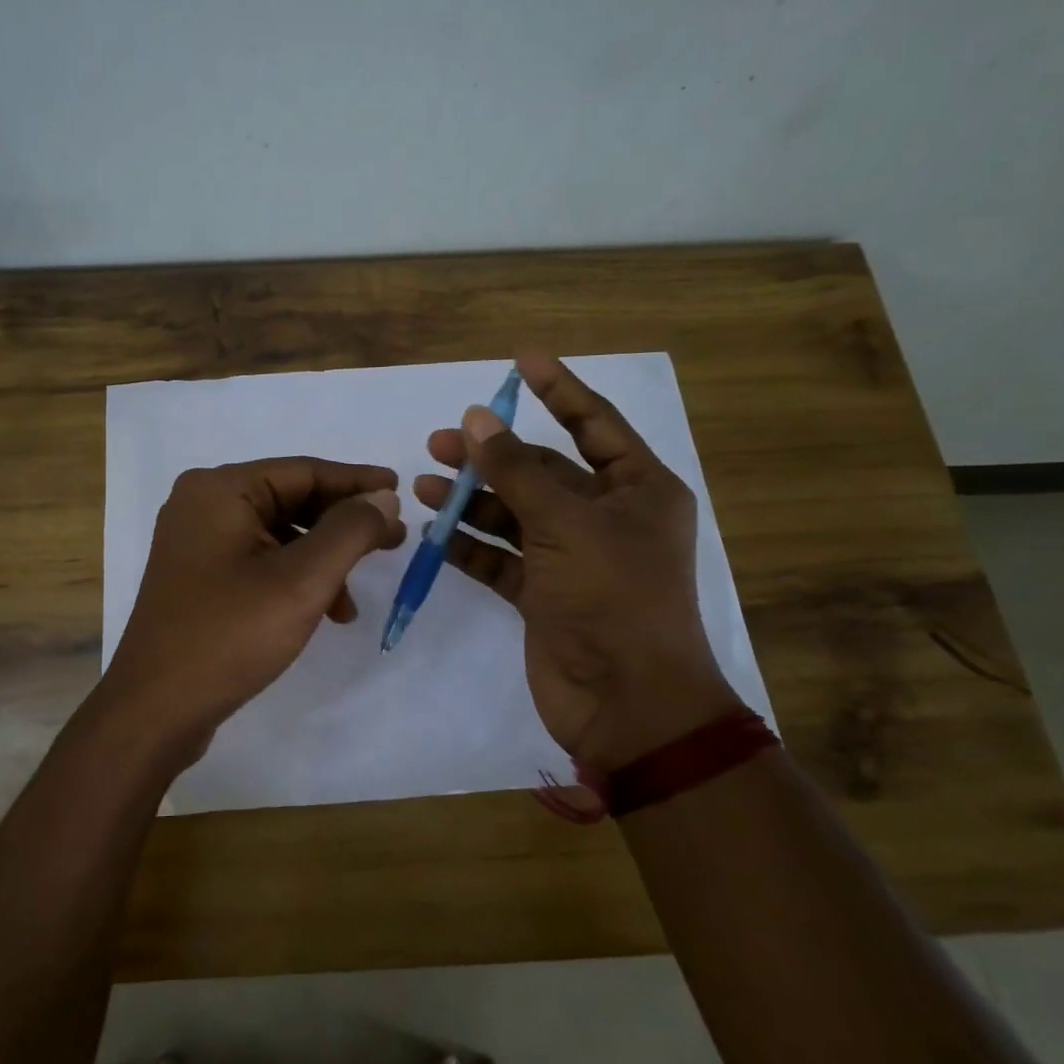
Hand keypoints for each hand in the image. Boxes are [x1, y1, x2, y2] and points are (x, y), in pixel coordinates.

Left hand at [99, 457, 406, 764]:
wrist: (156, 709)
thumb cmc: (229, 635)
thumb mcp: (302, 580)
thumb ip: (349, 531)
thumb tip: (382, 498)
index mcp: (220, 490)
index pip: (303, 471)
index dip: (357, 482)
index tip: (402, 494)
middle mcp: (203, 504)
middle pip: (290, 500)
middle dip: (343, 526)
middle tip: (393, 542)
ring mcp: (197, 542)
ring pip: (278, 535)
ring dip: (322, 561)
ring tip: (354, 600)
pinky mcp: (199, 577)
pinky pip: (259, 561)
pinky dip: (294, 579)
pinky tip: (323, 612)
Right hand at [414, 353, 741, 771]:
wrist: (627, 703)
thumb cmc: (612, 597)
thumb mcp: (564, 523)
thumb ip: (515, 470)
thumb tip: (477, 419)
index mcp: (637, 490)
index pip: (594, 425)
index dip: (559, 389)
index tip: (520, 361)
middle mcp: (607, 519)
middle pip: (543, 472)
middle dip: (494, 456)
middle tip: (442, 441)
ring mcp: (573, 559)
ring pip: (515, 515)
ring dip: (473, 501)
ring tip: (425, 485)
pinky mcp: (544, 595)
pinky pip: (502, 558)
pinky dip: (471, 545)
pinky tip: (434, 532)